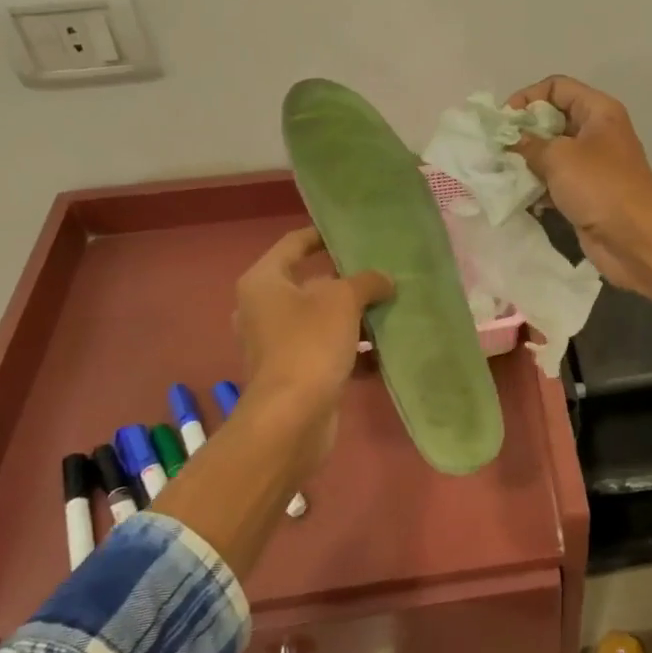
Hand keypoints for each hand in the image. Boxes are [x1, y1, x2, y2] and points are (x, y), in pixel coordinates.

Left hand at [234, 228, 391, 475]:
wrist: (291, 419)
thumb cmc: (310, 344)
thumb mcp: (343, 300)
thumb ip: (366, 281)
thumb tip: (383, 280)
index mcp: (263, 282)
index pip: (294, 244)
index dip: (323, 235)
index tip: (353, 234)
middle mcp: (263, 309)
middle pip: (310, 283)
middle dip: (346, 281)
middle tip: (380, 273)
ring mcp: (276, 344)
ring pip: (320, 319)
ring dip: (353, 317)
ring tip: (388, 310)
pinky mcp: (292, 373)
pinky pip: (325, 349)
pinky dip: (350, 349)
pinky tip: (382, 352)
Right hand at [506, 75, 651, 292]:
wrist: (635, 238)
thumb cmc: (599, 186)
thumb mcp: (559, 157)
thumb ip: (529, 144)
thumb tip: (510, 140)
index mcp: (598, 111)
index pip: (556, 88)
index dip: (528, 98)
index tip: (504, 121)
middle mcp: (597, 132)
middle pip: (553, 119)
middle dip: (524, 132)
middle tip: (498, 148)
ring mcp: (593, 165)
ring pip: (553, 153)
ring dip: (528, 161)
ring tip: (502, 172)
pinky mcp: (587, 193)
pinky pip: (556, 181)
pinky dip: (538, 186)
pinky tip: (520, 197)